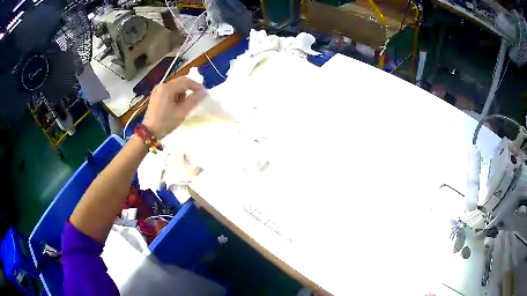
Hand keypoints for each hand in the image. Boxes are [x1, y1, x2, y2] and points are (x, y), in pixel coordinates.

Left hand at [143, 77, 204, 138]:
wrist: (149, 132)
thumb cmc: (165, 122)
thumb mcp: (182, 112)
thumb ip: (193, 100)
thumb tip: (204, 93)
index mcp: (167, 88)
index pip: (186, 81)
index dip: (196, 86)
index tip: (204, 93)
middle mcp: (162, 85)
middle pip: (180, 82)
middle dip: (190, 88)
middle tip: (197, 97)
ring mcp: (158, 90)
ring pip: (175, 86)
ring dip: (183, 92)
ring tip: (186, 103)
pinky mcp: (156, 95)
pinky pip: (169, 90)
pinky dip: (176, 94)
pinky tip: (177, 104)